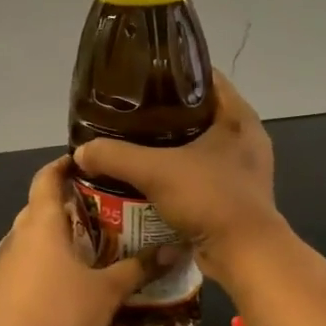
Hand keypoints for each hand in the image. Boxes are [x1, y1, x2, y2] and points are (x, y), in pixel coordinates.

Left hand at [0, 157, 163, 325]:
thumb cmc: (60, 311)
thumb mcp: (107, 290)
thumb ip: (139, 268)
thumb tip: (175, 249)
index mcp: (41, 222)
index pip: (46, 178)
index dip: (62, 165)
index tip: (83, 162)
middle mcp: (18, 234)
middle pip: (39, 205)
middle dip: (66, 201)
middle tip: (100, 204)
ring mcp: (5, 260)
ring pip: (31, 233)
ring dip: (55, 232)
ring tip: (88, 239)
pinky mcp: (1, 285)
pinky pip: (26, 258)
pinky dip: (45, 256)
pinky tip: (66, 274)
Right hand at [72, 71, 283, 285]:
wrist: (245, 255)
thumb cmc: (209, 198)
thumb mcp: (154, 171)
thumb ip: (114, 156)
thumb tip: (80, 152)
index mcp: (238, 117)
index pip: (204, 77)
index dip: (172, 71)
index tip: (140, 74)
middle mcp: (245, 137)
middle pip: (199, 110)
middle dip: (164, 110)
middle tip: (128, 110)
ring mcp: (243, 167)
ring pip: (199, 143)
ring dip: (169, 143)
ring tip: (132, 141)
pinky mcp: (235, 194)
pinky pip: (200, 171)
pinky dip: (176, 171)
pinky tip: (148, 175)